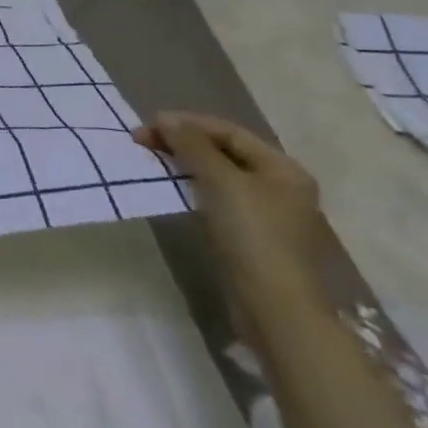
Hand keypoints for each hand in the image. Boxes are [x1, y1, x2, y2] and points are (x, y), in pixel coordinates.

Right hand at [133, 113, 326, 316]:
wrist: (274, 308)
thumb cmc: (252, 235)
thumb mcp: (220, 181)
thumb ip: (192, 144)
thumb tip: (165, 119)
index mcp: (283, 169)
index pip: (228, 132)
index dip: (187, 123)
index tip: (148, 125)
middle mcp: (281, 187)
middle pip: (225, 152)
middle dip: (184, 142)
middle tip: (143, 142)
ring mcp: (269, 214)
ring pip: (219, 175)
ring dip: (185, 164)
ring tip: (153, 161)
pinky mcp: (253, 237)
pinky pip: (219, 198)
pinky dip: (194, 187)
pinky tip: (174, 189)